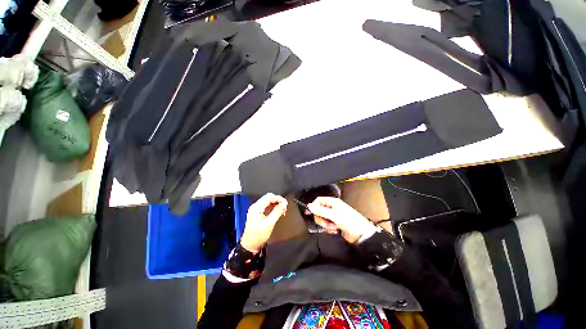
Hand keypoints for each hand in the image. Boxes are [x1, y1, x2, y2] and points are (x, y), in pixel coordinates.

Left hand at [240, 193, 287, 252]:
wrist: (250, 245)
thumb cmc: (258, 236)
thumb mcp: (269, 223)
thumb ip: (277, 212)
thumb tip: (284, 204)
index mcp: (256, 208)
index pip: (269, 197)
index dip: (278, 198)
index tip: (285, 203)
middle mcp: (255, 207)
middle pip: (268, 198)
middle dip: (278, 201)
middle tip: (284, 207)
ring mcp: (256, 210)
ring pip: (268, 201)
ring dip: (276, 204)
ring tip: (282, 210)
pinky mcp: (258, 213)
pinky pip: (267, 206)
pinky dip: (273, 207)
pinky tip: (278, 211)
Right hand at [308, 197, 375, 243]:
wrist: (361, 234)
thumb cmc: (348, 221)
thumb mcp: (333, 215)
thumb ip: (320, 211)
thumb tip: (309, 206)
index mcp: (332, 202)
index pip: (319, 200)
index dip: (313, 206)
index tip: (309, 213)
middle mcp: (332, 207)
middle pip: (319, 210)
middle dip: (321, 218)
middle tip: (326, 224)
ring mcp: (333, 215)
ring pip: (322, 218)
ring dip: (325, 224)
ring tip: (332, 228)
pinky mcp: (335, 223)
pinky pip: (327, 224)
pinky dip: (329, 228)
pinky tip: (334, 230)